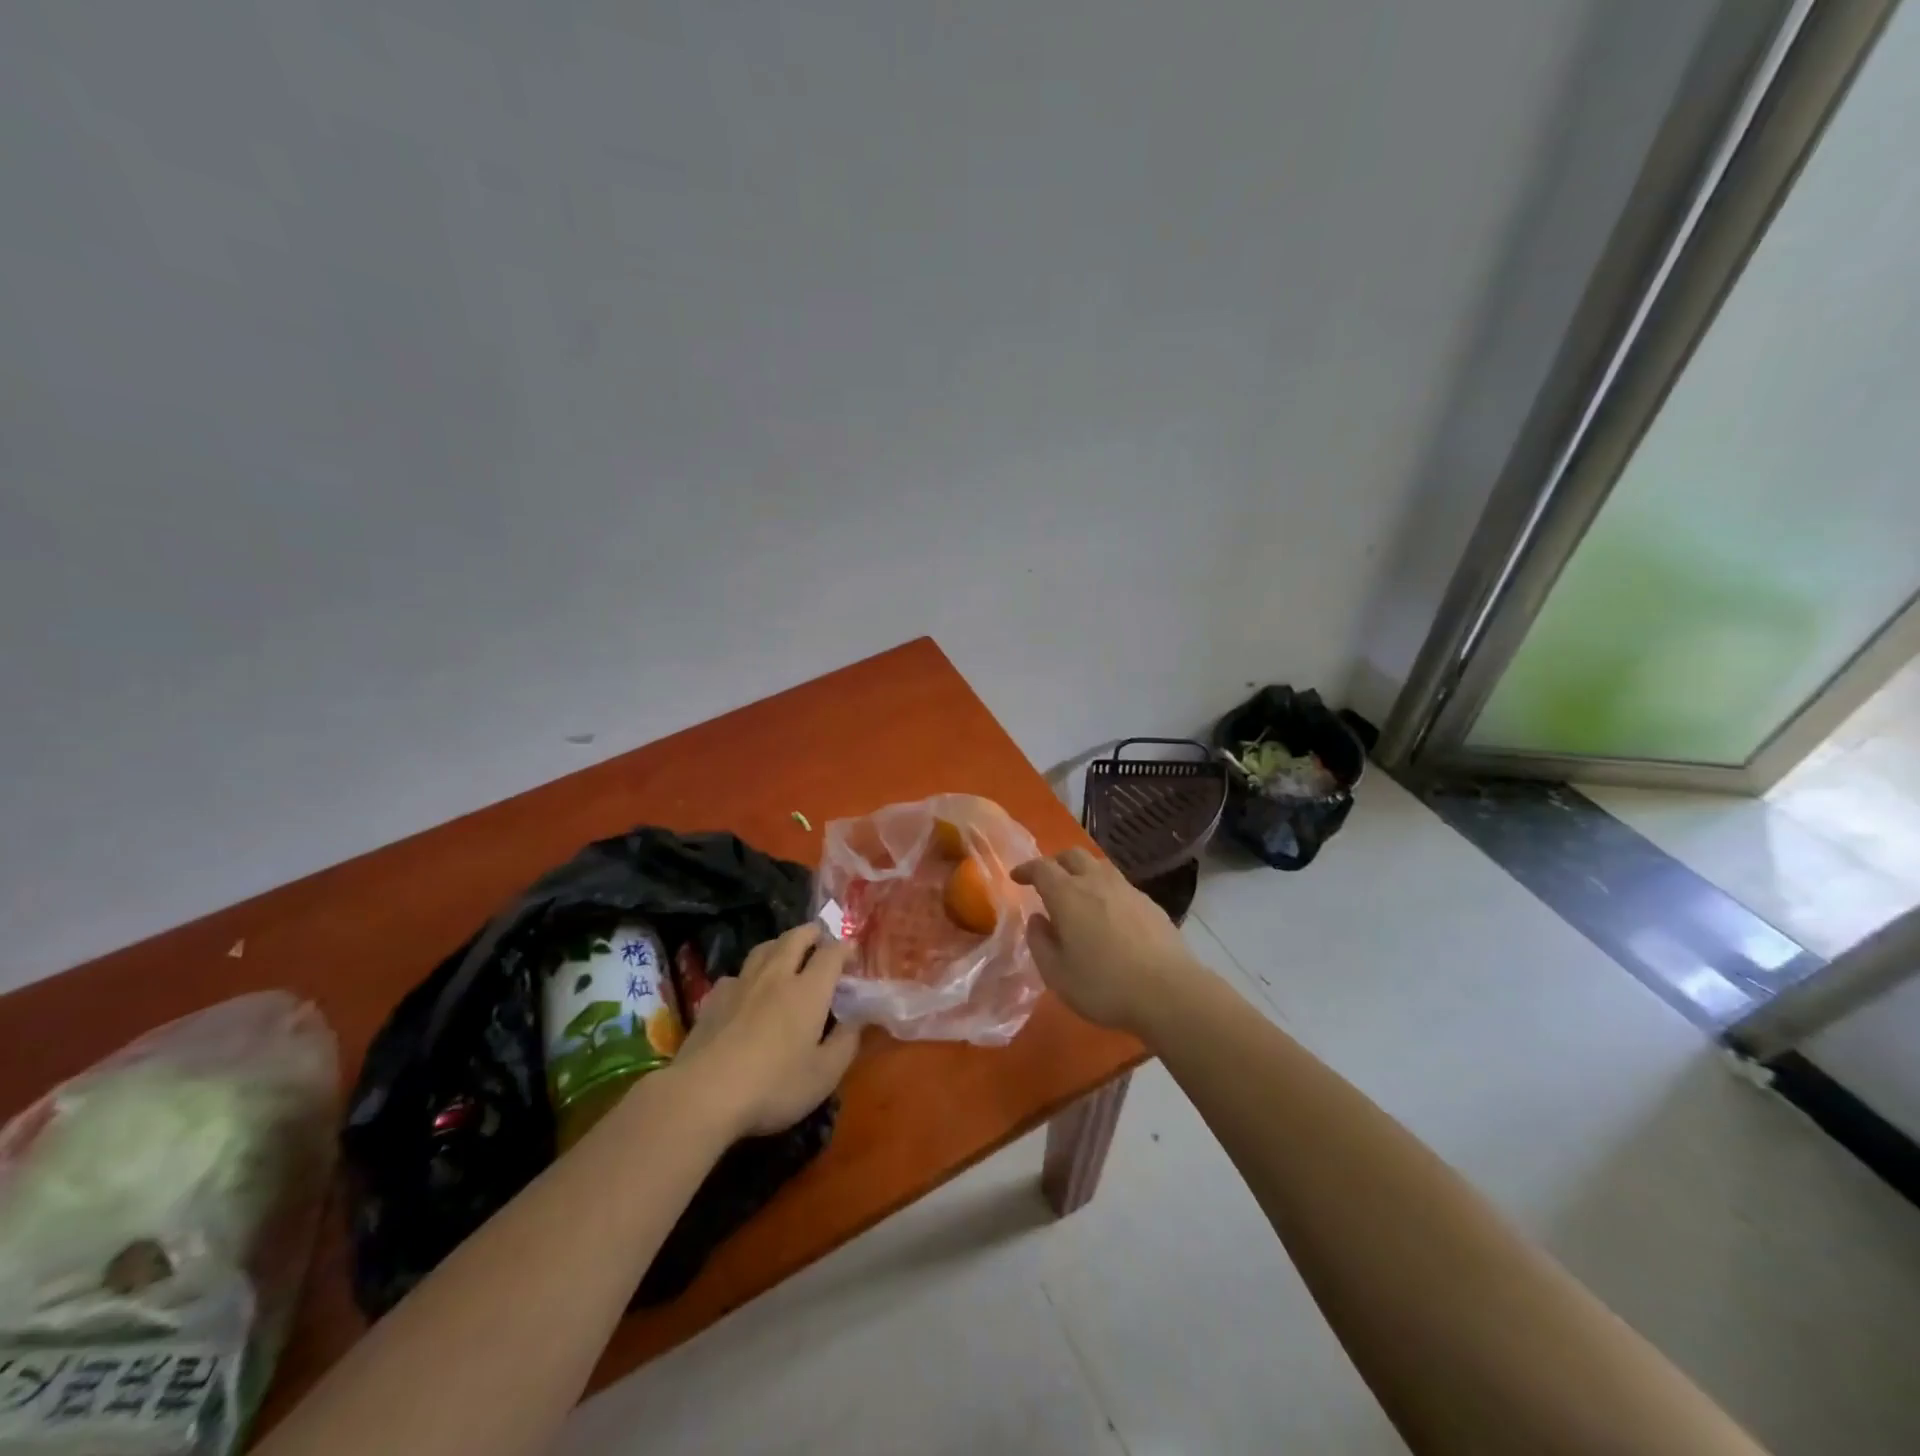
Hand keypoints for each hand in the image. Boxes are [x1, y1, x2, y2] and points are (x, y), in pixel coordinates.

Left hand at [674, 924, 861, 1138]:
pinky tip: (747, 989)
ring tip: (787, 953)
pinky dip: (749, 974)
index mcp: (808, 990)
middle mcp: (776, 976)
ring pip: (763, 948)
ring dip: (780, 944)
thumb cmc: (773, 1086)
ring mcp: (741, 984)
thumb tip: (857, 1020)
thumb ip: (846, 1043)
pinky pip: (736, 974)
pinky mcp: (713, 999)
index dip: (845, 949)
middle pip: (795, 938)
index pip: (831, 953)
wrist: (703, 1093)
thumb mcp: (824, 1075)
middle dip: (812, 933)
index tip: (853, 954)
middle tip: (821, 938)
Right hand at [1013, 849, 1201, 1034]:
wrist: (1169, 991)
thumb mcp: (1057, 974)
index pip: (1041, 868)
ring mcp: (1127, 889)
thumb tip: (1037, 920)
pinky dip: (1106, 889)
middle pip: (1072, 855)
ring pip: (1099, 866)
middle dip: (1055, 862)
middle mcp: (1096, 882)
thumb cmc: (1104, 985)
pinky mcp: (1149, 903)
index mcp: (1067, 895)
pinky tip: (1109, 913)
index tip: (1017, 878)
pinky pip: (1120, 885)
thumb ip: (1040, 943)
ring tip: (1078, 893)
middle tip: (1046, 879)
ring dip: (1082, 871)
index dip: (1026, 869)